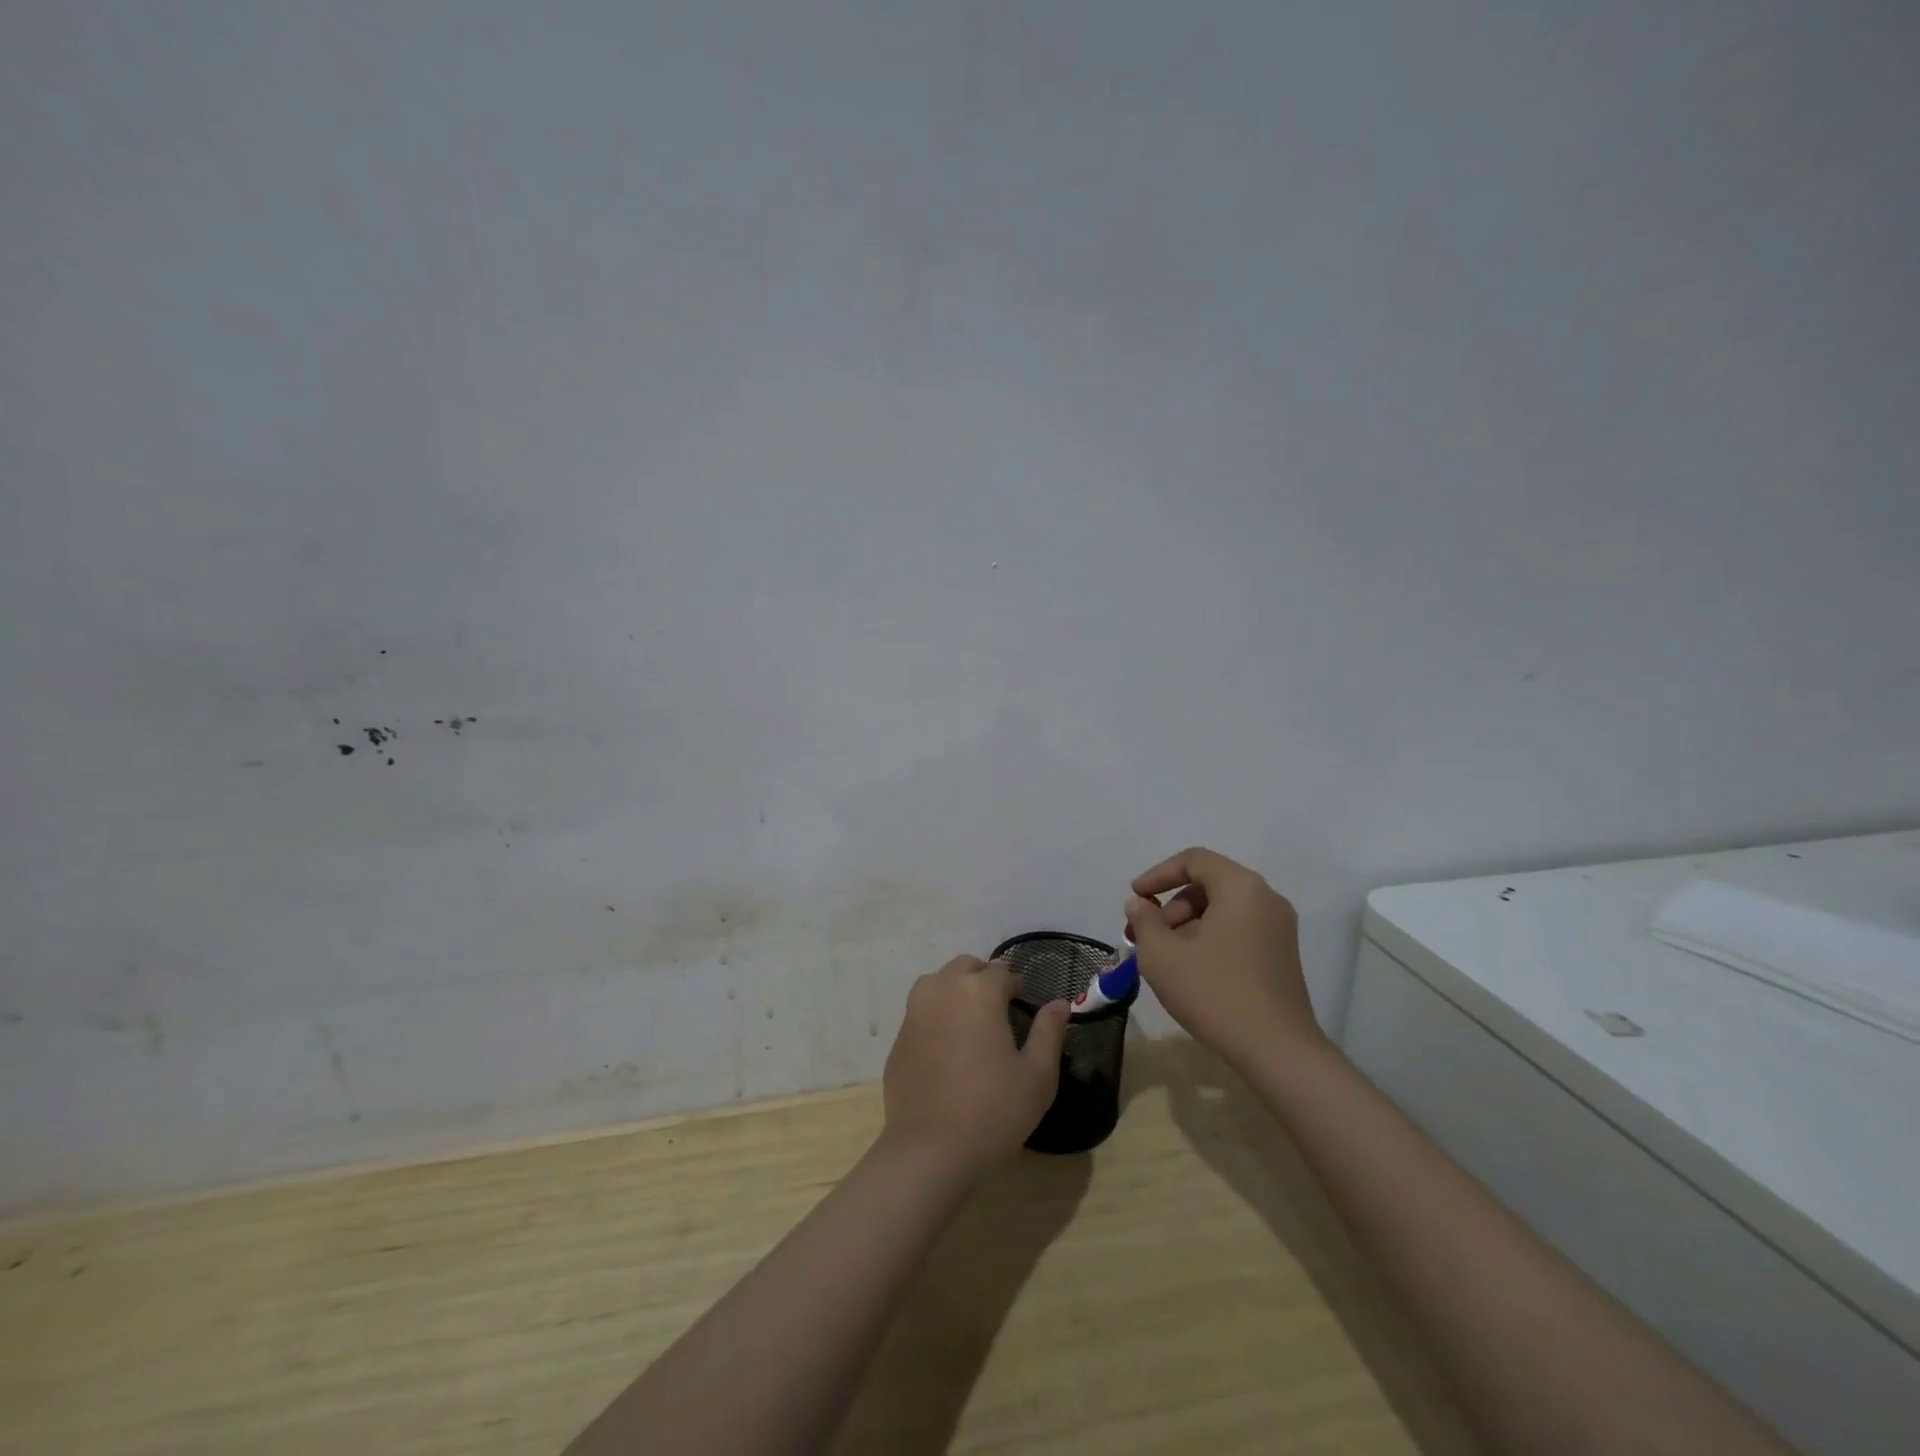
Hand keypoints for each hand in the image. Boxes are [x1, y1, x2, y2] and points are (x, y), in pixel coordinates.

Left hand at [881, 956, 1069, 1176]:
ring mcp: (914, 1012)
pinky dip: (936, 1016)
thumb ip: (1049, 1031)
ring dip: (956, 990)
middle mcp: (942, 990)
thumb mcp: (1037, 1076)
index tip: (1023, 1004)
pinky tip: (947, 1049)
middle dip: (984, 979)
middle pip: (965, 967)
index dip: (1015, 985)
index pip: (1001, 972)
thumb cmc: (993, 1111)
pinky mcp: (898, 1038)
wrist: (929, 1151)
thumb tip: (1059, 1003)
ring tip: (971, 1022)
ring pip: (937, 983)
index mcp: (978, 992)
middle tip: (999, 1009)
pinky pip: (921, 1012)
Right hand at [1125, 847, 1325, 1068]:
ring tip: (1165, 956)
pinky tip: (1191, 969)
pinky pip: (1238, 929)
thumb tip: (1140, 904)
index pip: (1194, 860)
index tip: (1136, 898)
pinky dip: (1209, 937)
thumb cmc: (1215, 992)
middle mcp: (1266, 898)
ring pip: (1222, 909)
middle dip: (1171, 905)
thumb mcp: (1162, 955)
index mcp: (1241, 887)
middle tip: (1147, 935)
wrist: (1277, 1050)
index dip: (1158, 874)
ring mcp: (1279, 928)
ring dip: (1187, 923)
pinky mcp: (1282, 954)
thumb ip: (1144, 920)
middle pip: (1208, 884)